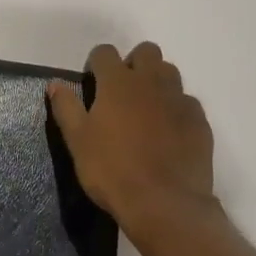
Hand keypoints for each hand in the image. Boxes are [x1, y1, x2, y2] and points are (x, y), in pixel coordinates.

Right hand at [47, 42, 216, 241]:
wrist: (165, 203)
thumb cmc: (112, 170)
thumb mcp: (77, 141)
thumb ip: (66, 107)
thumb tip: (55, 83)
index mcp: (118, 82)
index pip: (105, 52)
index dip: (96, 63)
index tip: (92, 83)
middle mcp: (151, 82)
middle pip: (146, 51)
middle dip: (133, 63)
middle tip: (121, 92)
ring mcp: (179, 100)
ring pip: (170, 72)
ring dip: (156, 81)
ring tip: (145, 109)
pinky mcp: (199, 121)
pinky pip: (187, 102)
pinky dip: (176, 108)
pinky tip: (168, 132)